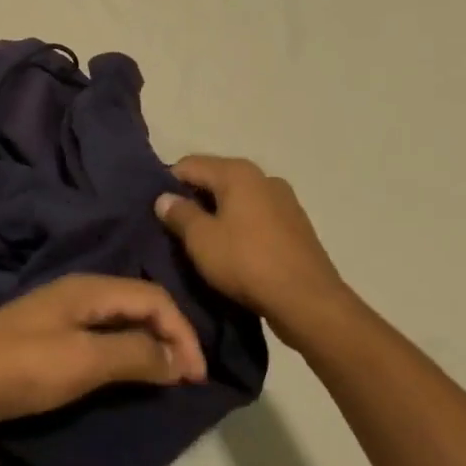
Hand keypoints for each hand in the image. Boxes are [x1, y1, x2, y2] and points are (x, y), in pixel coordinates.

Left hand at [0, 274, 207, 453]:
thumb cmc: (21, 368)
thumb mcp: (84, 360)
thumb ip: (135, 354)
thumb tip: (181, 357)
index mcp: (88, 288)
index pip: (153, 297)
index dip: (183, 332)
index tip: (198, 377)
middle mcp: (77, 294)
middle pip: (137, 304)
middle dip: (168, 336)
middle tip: (187, 378)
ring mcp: (58, 318)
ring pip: (118, 323)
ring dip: (147, 346)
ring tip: (165, 379)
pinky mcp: (45, 344)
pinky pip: (98, 342)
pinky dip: (121, 357)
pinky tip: (124, 377)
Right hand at [155, 155, 350, 342]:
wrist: (308, 301)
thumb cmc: (247, 263)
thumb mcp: (201, 240)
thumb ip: (179, 214)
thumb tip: (165, 197)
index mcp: (238, 172)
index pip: (189, 164)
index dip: (167, 184)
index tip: (157, 211)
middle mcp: (263, 177)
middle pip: (216, 179)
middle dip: (194, 200)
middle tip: (175, 230)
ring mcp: (284, 200)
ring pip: (238, 200)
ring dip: (218, 215)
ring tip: (204, 244)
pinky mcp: (296, 226)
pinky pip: (257, 218)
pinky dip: (241, 228)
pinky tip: (234, 252)